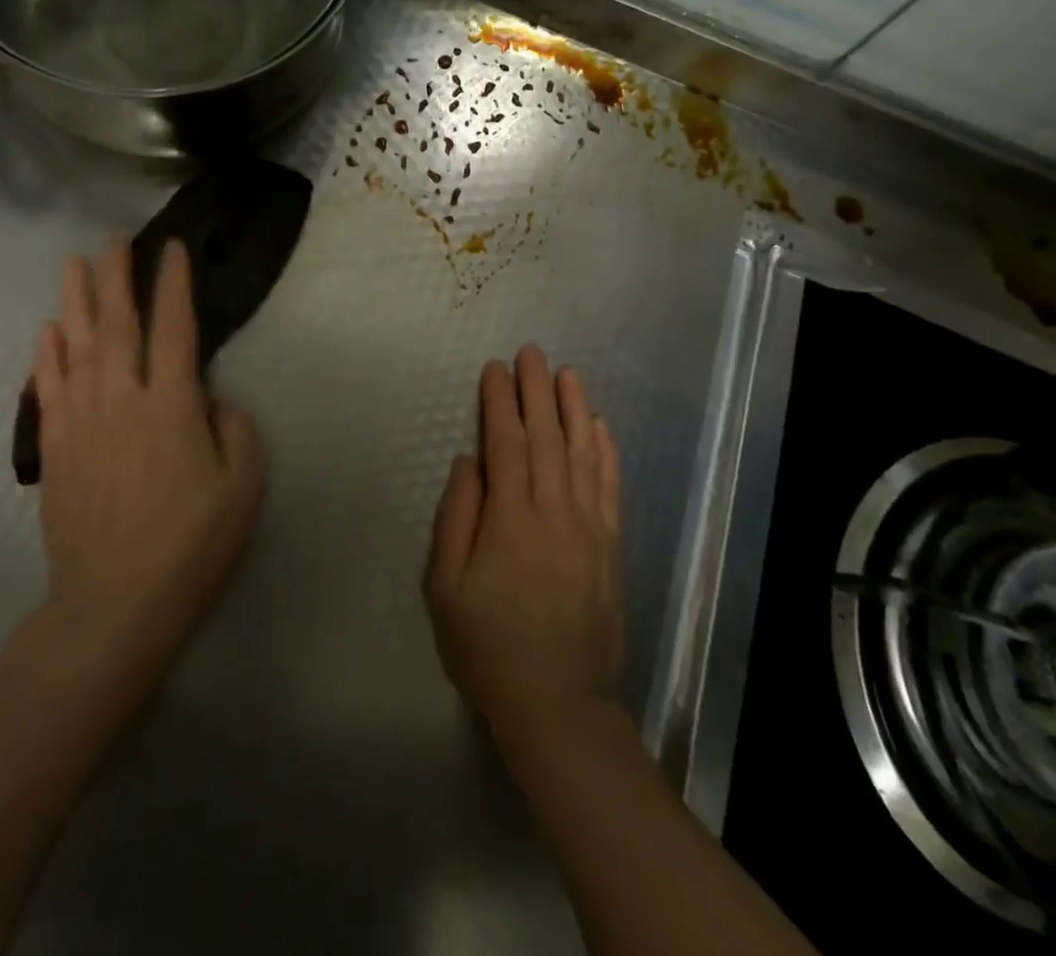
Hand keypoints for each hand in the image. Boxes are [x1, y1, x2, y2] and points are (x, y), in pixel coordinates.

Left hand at [29, 244, 263, 674]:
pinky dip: (46, 355)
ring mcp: (82, 423)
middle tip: (115, 239)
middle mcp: (122, 401)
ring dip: (76, 301)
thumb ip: (235, 429)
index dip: (174, 284)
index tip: (172, 248)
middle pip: (117, 325)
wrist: (114, 603)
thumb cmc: (191, 543)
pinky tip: (47, 331)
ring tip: (75, 264)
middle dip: (118, 277)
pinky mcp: (54, 449)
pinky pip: (48, 388)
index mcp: (173, 406)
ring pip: (76, 347)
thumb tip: (212, 398)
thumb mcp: (243, 486)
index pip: (174, 328)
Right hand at [425, 347, 623, 745]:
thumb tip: (470, 461)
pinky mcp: (610, 545)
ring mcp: (589, 526)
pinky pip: (609, 485)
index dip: (500, 401)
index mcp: (510, 519)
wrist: (557, 704)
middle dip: (536, 390)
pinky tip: (600, 426)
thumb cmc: (488, 647)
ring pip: (582, 452)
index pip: (506, 443)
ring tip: (567, 373)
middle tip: (531, 352)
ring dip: (574, 408)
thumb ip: (456, 517)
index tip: (495, 368)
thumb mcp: (446, 588)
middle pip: (547, 436)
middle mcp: (554, 511)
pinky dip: (605, 450)